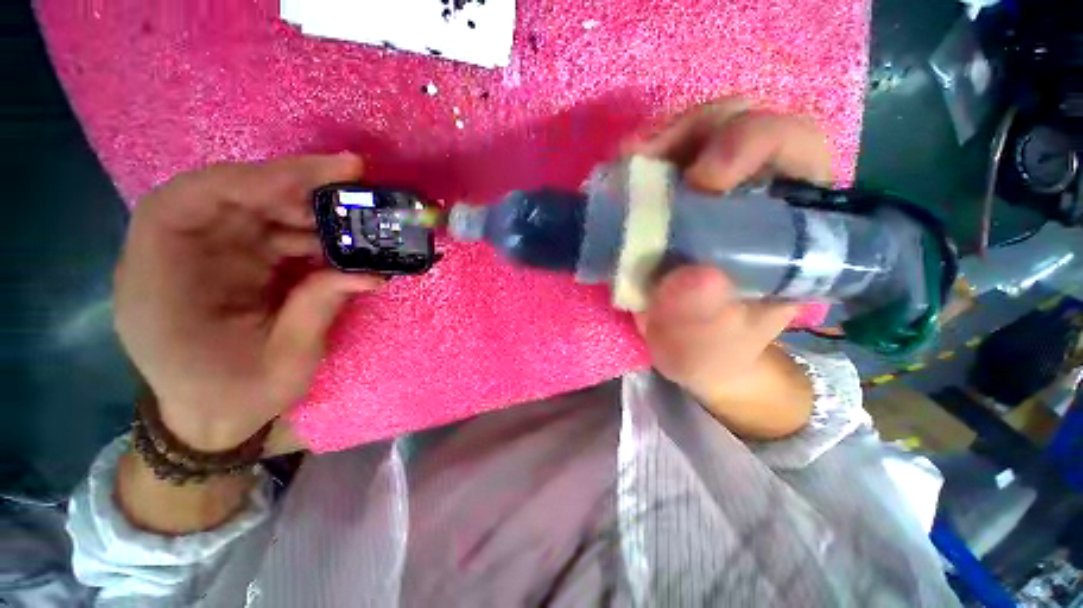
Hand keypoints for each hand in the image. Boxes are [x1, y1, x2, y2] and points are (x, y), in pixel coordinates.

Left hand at [114, 154, 381, 452]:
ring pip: (255, 210)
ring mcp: (207, 257)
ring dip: (309, 209)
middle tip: (353, 177)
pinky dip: (311, 233)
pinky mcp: (234, 261)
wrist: (213, 416)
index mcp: (161, 286)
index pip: (186, 204)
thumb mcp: (284, 363)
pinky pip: (272, 233)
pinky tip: (345, 242)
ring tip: (361, 216)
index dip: (249, 181)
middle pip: (226, 196)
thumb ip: (318, 310)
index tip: (316, 178)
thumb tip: (370, 274)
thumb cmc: (237, 397)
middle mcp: (177, 258)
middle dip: (292, 183)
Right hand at [633, 100, 832, 438]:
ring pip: (698, 130)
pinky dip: (637, 159)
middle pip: (743, 122)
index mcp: (789, 228)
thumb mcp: (707, 349)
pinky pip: (659, 157)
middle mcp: (756, 194)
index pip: (797, 150)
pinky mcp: (673, 196)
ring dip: (661, 141)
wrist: (682, 345)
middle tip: (648, 163)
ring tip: (627, 167)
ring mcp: (710, 190)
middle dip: (696, 132)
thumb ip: (704, 325)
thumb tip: (693, 278)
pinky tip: (618, 177)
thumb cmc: (709, 348)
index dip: (756, 143)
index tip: (702, 180)